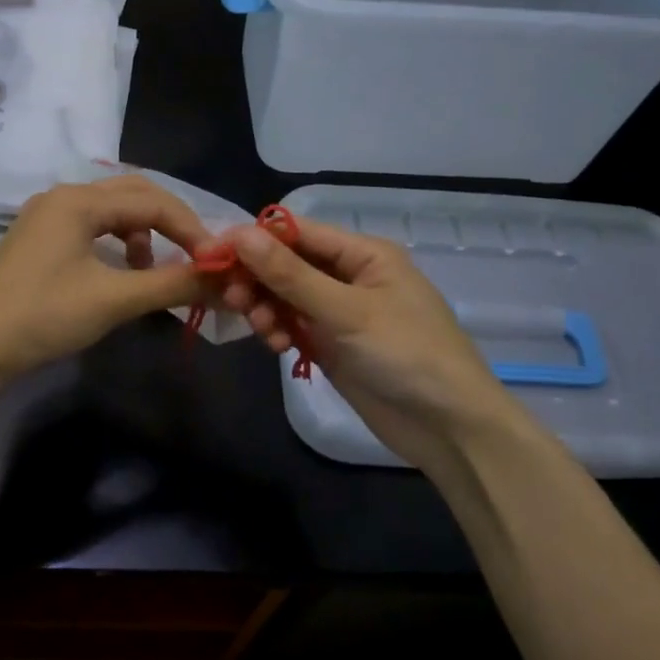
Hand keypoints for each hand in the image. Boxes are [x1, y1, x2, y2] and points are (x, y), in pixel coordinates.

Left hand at [0, 177, 212, 376]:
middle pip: (133, 195)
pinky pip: (92, 228)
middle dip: (170, 223)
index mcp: (78, 201)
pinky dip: (117, 244)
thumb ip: (172, 284)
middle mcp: (62, 197)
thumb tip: (224, 281)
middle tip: (195, 256)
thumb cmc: (44, 317)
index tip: (217, 261)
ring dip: (143, 234)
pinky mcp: (39, 240)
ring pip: (112, 211)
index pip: (153, 201)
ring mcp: (46, 217)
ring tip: (151, 271)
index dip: (191, 229)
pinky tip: (120, 273)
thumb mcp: (113, 300)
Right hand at [220, 220, 525, 478]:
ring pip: (286, 297)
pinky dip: (280, 331)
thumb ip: (291, 275)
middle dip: (259, 279)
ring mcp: (340, 313)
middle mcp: (350, 276)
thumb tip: (240, 234)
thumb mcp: (347, 311)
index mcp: (364, 254)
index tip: (213, 253)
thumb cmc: (406, 354)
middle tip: (233, 300)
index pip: (299, 232)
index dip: (256, 240)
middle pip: (288, 265)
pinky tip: (278, 346)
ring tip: (263, 329)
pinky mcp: (333, 345)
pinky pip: (294, 326)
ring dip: (267, 308)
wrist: (446, 426)